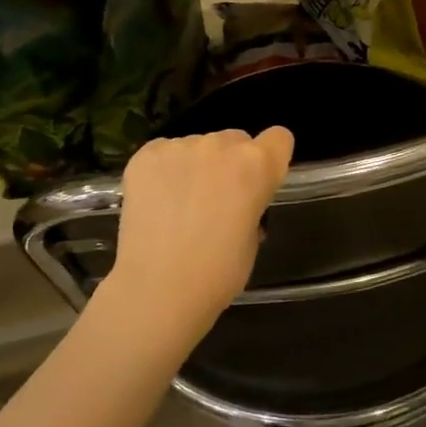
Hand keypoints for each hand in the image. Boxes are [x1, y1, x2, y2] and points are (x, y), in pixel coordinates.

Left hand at [108, 128, 293, 336]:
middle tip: (216, 199)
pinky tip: (157, 201)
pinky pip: (165, 152)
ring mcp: (181, 147)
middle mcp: (221, 145)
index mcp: (257, 166)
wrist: (158, 288)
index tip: (260, 179)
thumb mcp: (252, 237)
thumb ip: (251, 204)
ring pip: (198, 146)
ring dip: (196, 166)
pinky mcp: (146, 155)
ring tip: (180, 205)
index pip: (279, 138)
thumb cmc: (218, 273)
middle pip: (236, 140)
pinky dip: (164, 170)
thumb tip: (237, 202)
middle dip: (231, 163)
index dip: (272, 157)